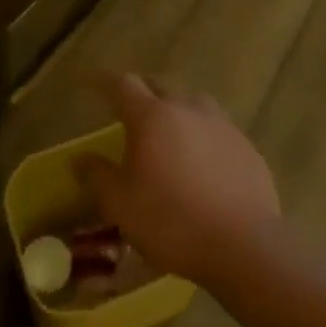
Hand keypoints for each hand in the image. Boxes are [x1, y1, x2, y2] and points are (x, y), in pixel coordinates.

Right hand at [77, 72, 280, 286]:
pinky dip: (202, 135)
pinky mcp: (245, 145)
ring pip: (192, 104)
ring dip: (175, 111)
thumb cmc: (171, 221)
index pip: (123, 84)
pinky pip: (216, 129)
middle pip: (159, 88)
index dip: (103, 81)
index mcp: (152, 116)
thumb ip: (98, 176)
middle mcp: (187, 108)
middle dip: (141, 94)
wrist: (244, 245)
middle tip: (128, 111)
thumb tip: (80, 159)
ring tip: (168, 132)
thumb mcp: (121, 205)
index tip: (90, 80)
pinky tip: (201, 161)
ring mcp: (221, 124)